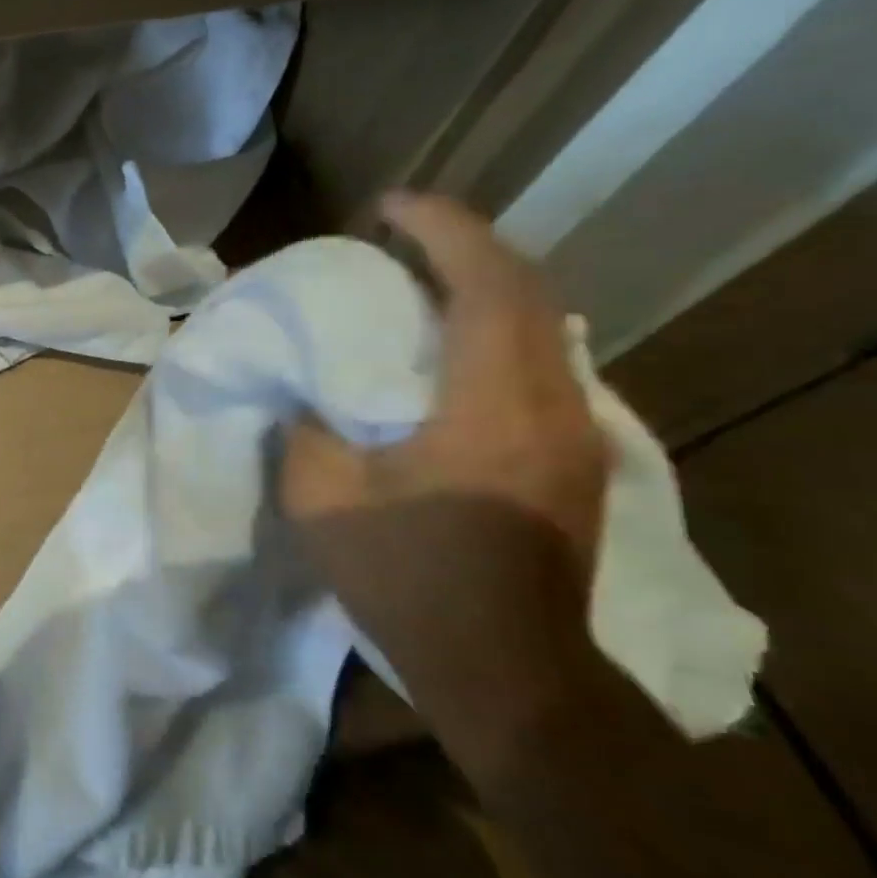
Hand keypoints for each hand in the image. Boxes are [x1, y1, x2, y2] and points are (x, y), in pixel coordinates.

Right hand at [282, 194, 612, 774]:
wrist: (507, 671)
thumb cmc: (408, 579)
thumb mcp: (321, 499)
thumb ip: (305, 427)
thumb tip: (302, 391)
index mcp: (491, 405)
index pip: (484, 283)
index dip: (440, 229)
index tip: (387, 206)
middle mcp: (550, 403)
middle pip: (526, 289)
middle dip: (464, 244)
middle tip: (397, 235)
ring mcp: (574, 433)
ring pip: (541, 324)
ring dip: (483, 286)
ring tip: (417, 280)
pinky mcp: (573, 458)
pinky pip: (538, 362)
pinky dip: (494, 329)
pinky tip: (449, 347)